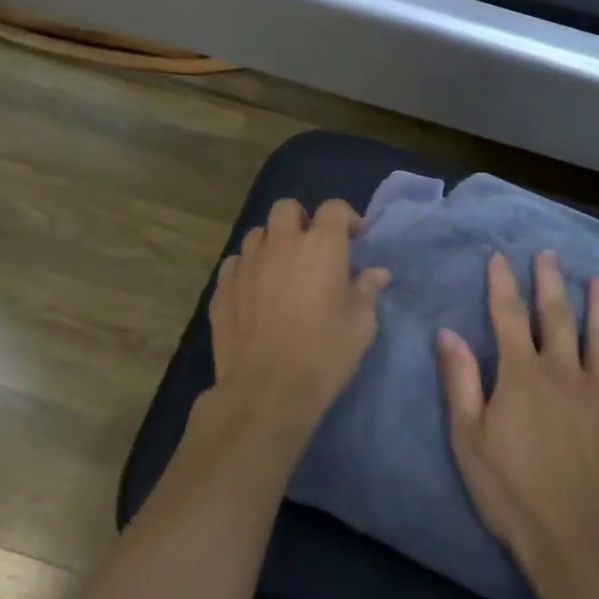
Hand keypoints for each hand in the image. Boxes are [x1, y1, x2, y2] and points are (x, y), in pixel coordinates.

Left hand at [203, 198, 389, 460]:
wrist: (267, 390)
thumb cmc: (324, 352)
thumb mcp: (361, 324)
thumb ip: (367, 291)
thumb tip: (376, 274)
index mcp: (321, 244)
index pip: (334, 208)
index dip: (347, 218)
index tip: (356, 239)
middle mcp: (280, 243)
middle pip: (287, 208)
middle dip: (302, 220)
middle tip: (313, 247)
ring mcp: (246, 264)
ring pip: (257, 234)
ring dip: (272, 242)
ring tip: (282, 268)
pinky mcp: (222, 288)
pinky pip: (234, 263)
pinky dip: (247, 268)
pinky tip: (255, 290)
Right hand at [438, 252, 598, 586]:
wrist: (577, 542)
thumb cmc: (512, 492)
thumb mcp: (469, 438)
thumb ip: (460, 381)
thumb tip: (448, 332)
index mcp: (523, 375)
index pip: (509, 317)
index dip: (502, 285)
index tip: (499, 257)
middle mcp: (565, 374)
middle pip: (558, 318)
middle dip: (551, 283)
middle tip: (549, 254)